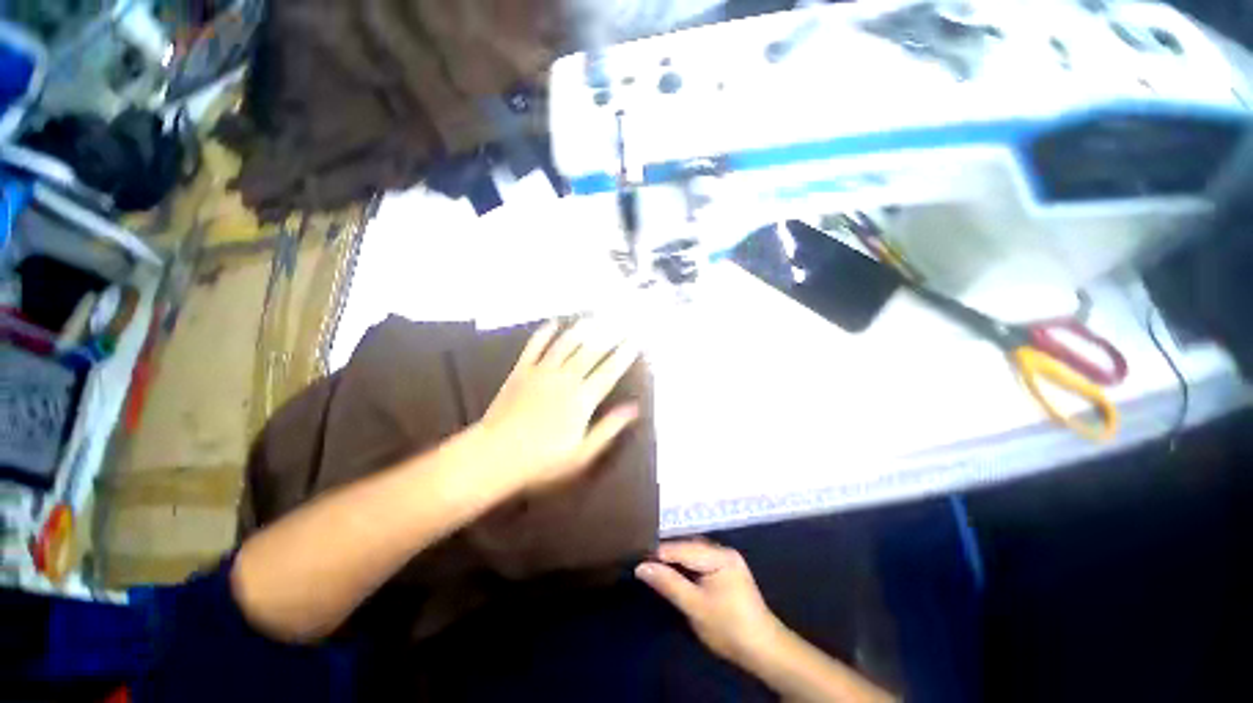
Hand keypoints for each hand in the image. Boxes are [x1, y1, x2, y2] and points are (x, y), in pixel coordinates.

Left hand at [478, 319, 641, 492]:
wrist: (495, 455)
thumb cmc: (543, 460)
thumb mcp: (583, 453)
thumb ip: (609, 428)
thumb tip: (634, 408)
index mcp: (582, 399)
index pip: (609, 371)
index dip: (624, 355)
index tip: (636, 341)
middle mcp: (566, 378)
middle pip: (591, 352)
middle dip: (609, 335)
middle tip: (621, 321)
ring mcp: (542, 372)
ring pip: (566, 344)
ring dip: (581, 329)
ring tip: (594, 318)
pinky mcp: (522, 370)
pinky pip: (535, 346)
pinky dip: (545, 333)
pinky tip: (553, 323)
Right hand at [636, 540, 783, 664]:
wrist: (764, 650)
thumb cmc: (729, 628)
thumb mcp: (695, 607)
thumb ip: (669, 584)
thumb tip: (641, 567)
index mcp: (719, 555)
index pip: (683, 548)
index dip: (659, 553)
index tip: (637, 558)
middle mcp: (723, 550)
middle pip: (688, 547)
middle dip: (667, 555)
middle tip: (644, 562)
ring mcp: (727, 560)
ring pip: (693, 553)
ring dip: (675, 560)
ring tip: (654, 566)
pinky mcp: (727, 570)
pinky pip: (701, 561)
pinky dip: (686, 566)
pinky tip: (675, 573)